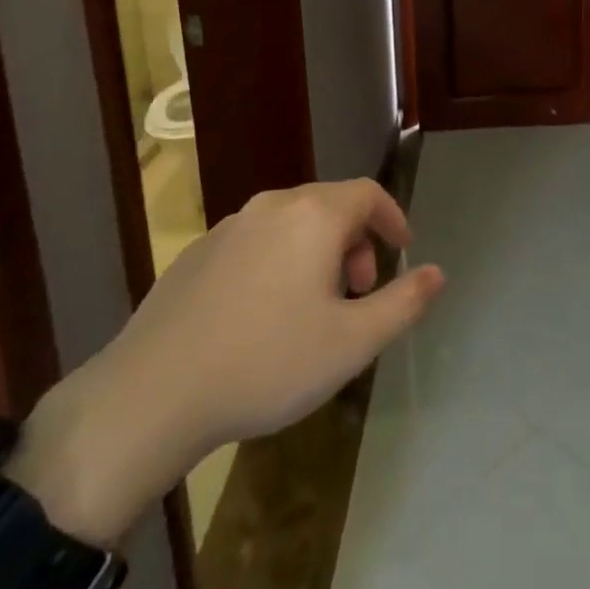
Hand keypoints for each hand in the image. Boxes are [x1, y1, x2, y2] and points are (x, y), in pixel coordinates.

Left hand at [11, 178, 444, 542]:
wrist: (153, 394)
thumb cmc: (267, 363)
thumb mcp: (352, 343)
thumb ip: (403, 302)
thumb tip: (437, 272)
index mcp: (314, 216)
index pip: (368, 194)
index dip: (392, 218)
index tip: (401, 250)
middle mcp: (272, 206)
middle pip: (330, 206)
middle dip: (356, 241)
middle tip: (359, 292)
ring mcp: (228, 227)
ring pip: (291, 224)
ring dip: (317, 253)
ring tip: (315, 307)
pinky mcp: (196, 253)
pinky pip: (256, 242)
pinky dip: (278, 261)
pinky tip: (264, 315)